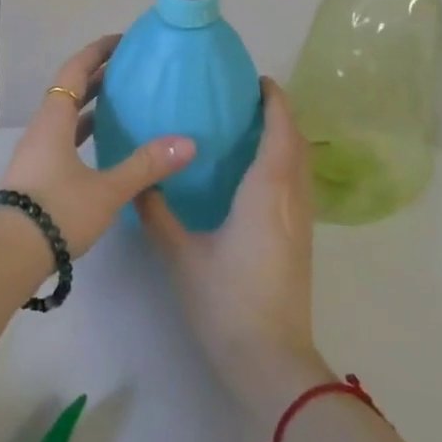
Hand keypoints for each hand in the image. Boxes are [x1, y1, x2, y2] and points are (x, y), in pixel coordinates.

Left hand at [0, 34, 195, 259]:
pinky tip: (103, 147)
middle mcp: (42, 129)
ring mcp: (36, 153)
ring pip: (66, 117)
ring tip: (121, 102)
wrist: (7, 254)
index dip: (97, 53)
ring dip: (91, 105)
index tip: (121, 40)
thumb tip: (187, 143)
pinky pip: (64, 139)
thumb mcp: (107, 190)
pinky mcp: (36, 176)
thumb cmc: (57, 211)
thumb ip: (146, 166)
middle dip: (98, 76)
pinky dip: (84, 132)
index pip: (75, 72)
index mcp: (54, 120)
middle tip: (129, 69)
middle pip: (69, 91)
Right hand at [136, 79, 325, 417]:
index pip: (280, 131)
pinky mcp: (301, 241)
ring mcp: (301, 222)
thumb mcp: (181, 254)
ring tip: (249, 127)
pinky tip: (255, 173)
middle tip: (245, 98)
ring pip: (301, 165)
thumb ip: (157, 213)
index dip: (275, 101)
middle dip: (280, 115)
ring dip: (284, 139)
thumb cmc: (226, 301)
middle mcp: (292, 199)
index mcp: (267, 191)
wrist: (270, 361)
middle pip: (297, 143)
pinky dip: (284, 163)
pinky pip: (298, 184)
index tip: (256, 79)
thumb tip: (139, 182)